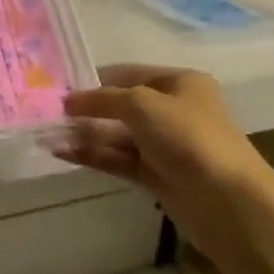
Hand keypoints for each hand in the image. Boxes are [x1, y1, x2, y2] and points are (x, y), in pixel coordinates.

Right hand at [57, 64, 270, 268]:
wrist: (226, 199)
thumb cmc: (188, 137)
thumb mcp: (142, 105)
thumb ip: (102, 99)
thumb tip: (68, 100)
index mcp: (180, 83)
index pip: (129, 74)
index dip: (95, 79)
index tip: (60, 87)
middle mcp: (173, 111)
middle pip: (121, 106)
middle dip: (87, 110)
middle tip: (47, 114)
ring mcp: (165, 145)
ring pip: (118, 135)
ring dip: (85, 135)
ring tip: (47, 136)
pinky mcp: (157, 175)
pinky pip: (119, 159)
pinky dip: (94, 155)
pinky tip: (63, 153)